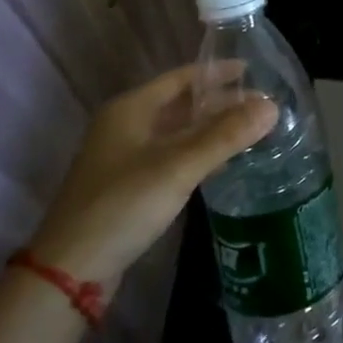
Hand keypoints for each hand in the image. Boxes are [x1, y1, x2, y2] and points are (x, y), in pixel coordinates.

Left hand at [28, 63, 276, 286]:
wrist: (70, 270)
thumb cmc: (123, 205)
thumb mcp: (177, 167)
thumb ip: (225, 136)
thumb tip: (272, 106)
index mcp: (130, 109)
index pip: (181, 77)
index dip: (217, 72)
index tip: (253, 71)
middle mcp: (125, 125)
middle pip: (180, 104)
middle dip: (219, 103)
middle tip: (260, 105)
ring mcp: (124, 157)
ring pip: (176, 132)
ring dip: (210, 129)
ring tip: (250, 130)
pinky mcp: (128, 186)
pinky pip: (171, 157)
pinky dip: (197, 154)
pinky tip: (222, 163)